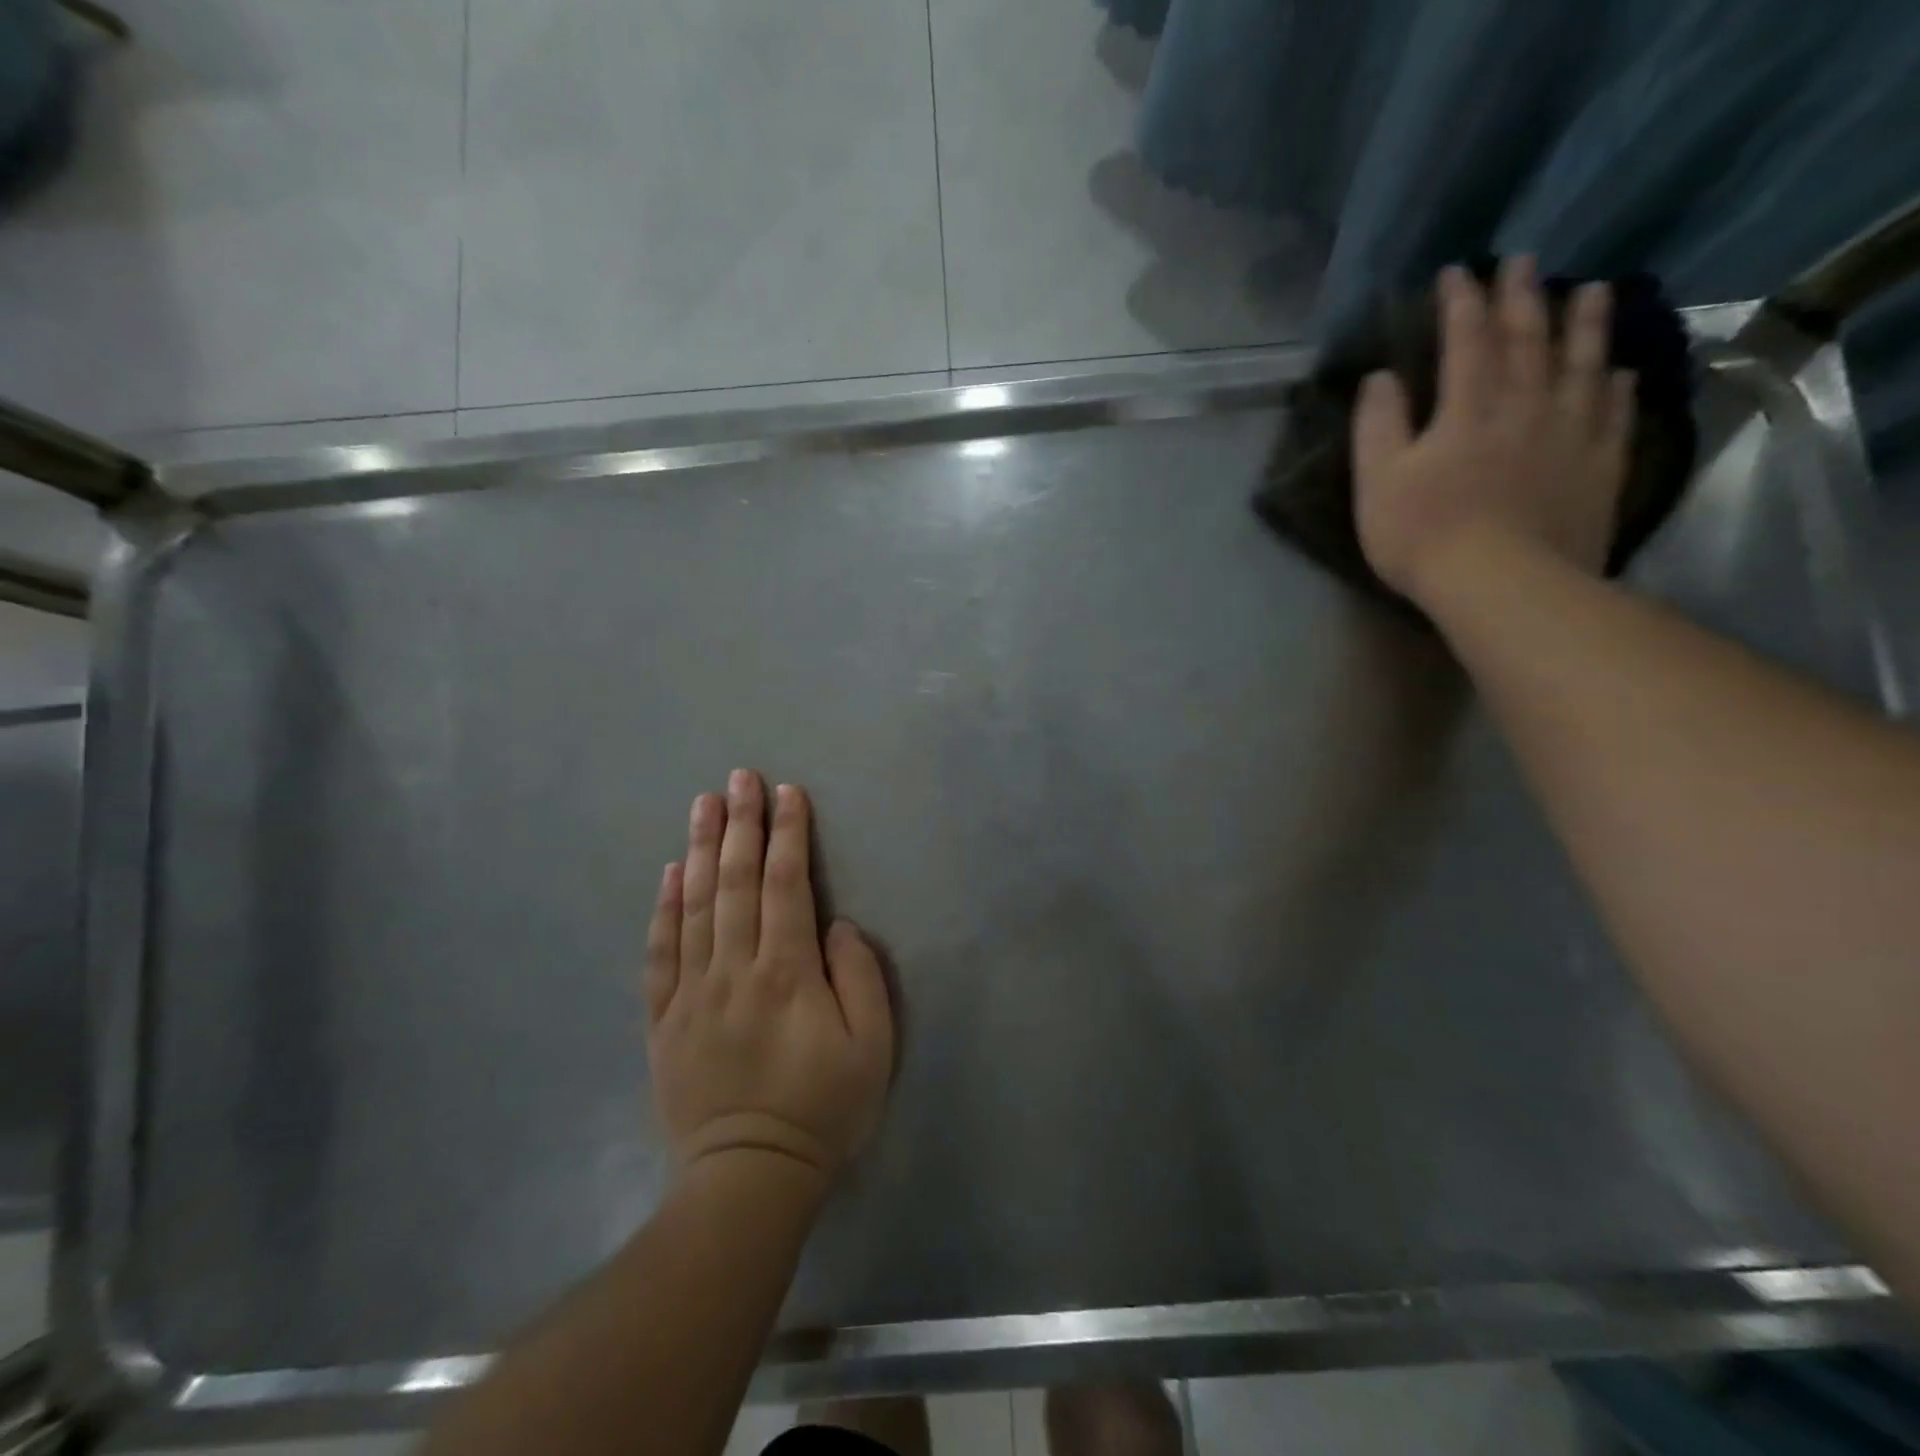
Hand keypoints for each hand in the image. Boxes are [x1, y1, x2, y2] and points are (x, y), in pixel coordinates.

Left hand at [644, 771, 893, 1184]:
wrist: (748, 1178)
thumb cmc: (822, 1109)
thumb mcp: (872, 1048)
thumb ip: (860, 977)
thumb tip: (836, 926)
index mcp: (786, 973)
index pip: (786, 886)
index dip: (788, 835)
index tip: (788, 793)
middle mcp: (734, 969)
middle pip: (737, 882)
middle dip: (742, 824)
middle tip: (740, 777)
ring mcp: (692, 992)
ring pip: (695, 905)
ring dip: (702, 849)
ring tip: (704, 804)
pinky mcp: (664, 1018)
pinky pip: (660, 952)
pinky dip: (664, 907)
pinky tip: (671, 872)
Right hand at [1353, 257, 1636, 612]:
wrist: (1502, 584)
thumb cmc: (1424, 534)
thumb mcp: (1377, 482)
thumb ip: (1377, 426)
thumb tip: (1379, 377)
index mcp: (1466, 410)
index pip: (1464, 341)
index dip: (1461, 303)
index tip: (1458, 272)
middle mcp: (1524, 407)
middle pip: (1527, 341)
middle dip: (1523, 298)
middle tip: (1526, 260)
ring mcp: (1569, 435)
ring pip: (1582, 366)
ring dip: (1585, 326)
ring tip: (1592, 291)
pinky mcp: (1598, 468)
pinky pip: (1614, 416)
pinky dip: (1618, 388)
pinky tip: (1622, 373)